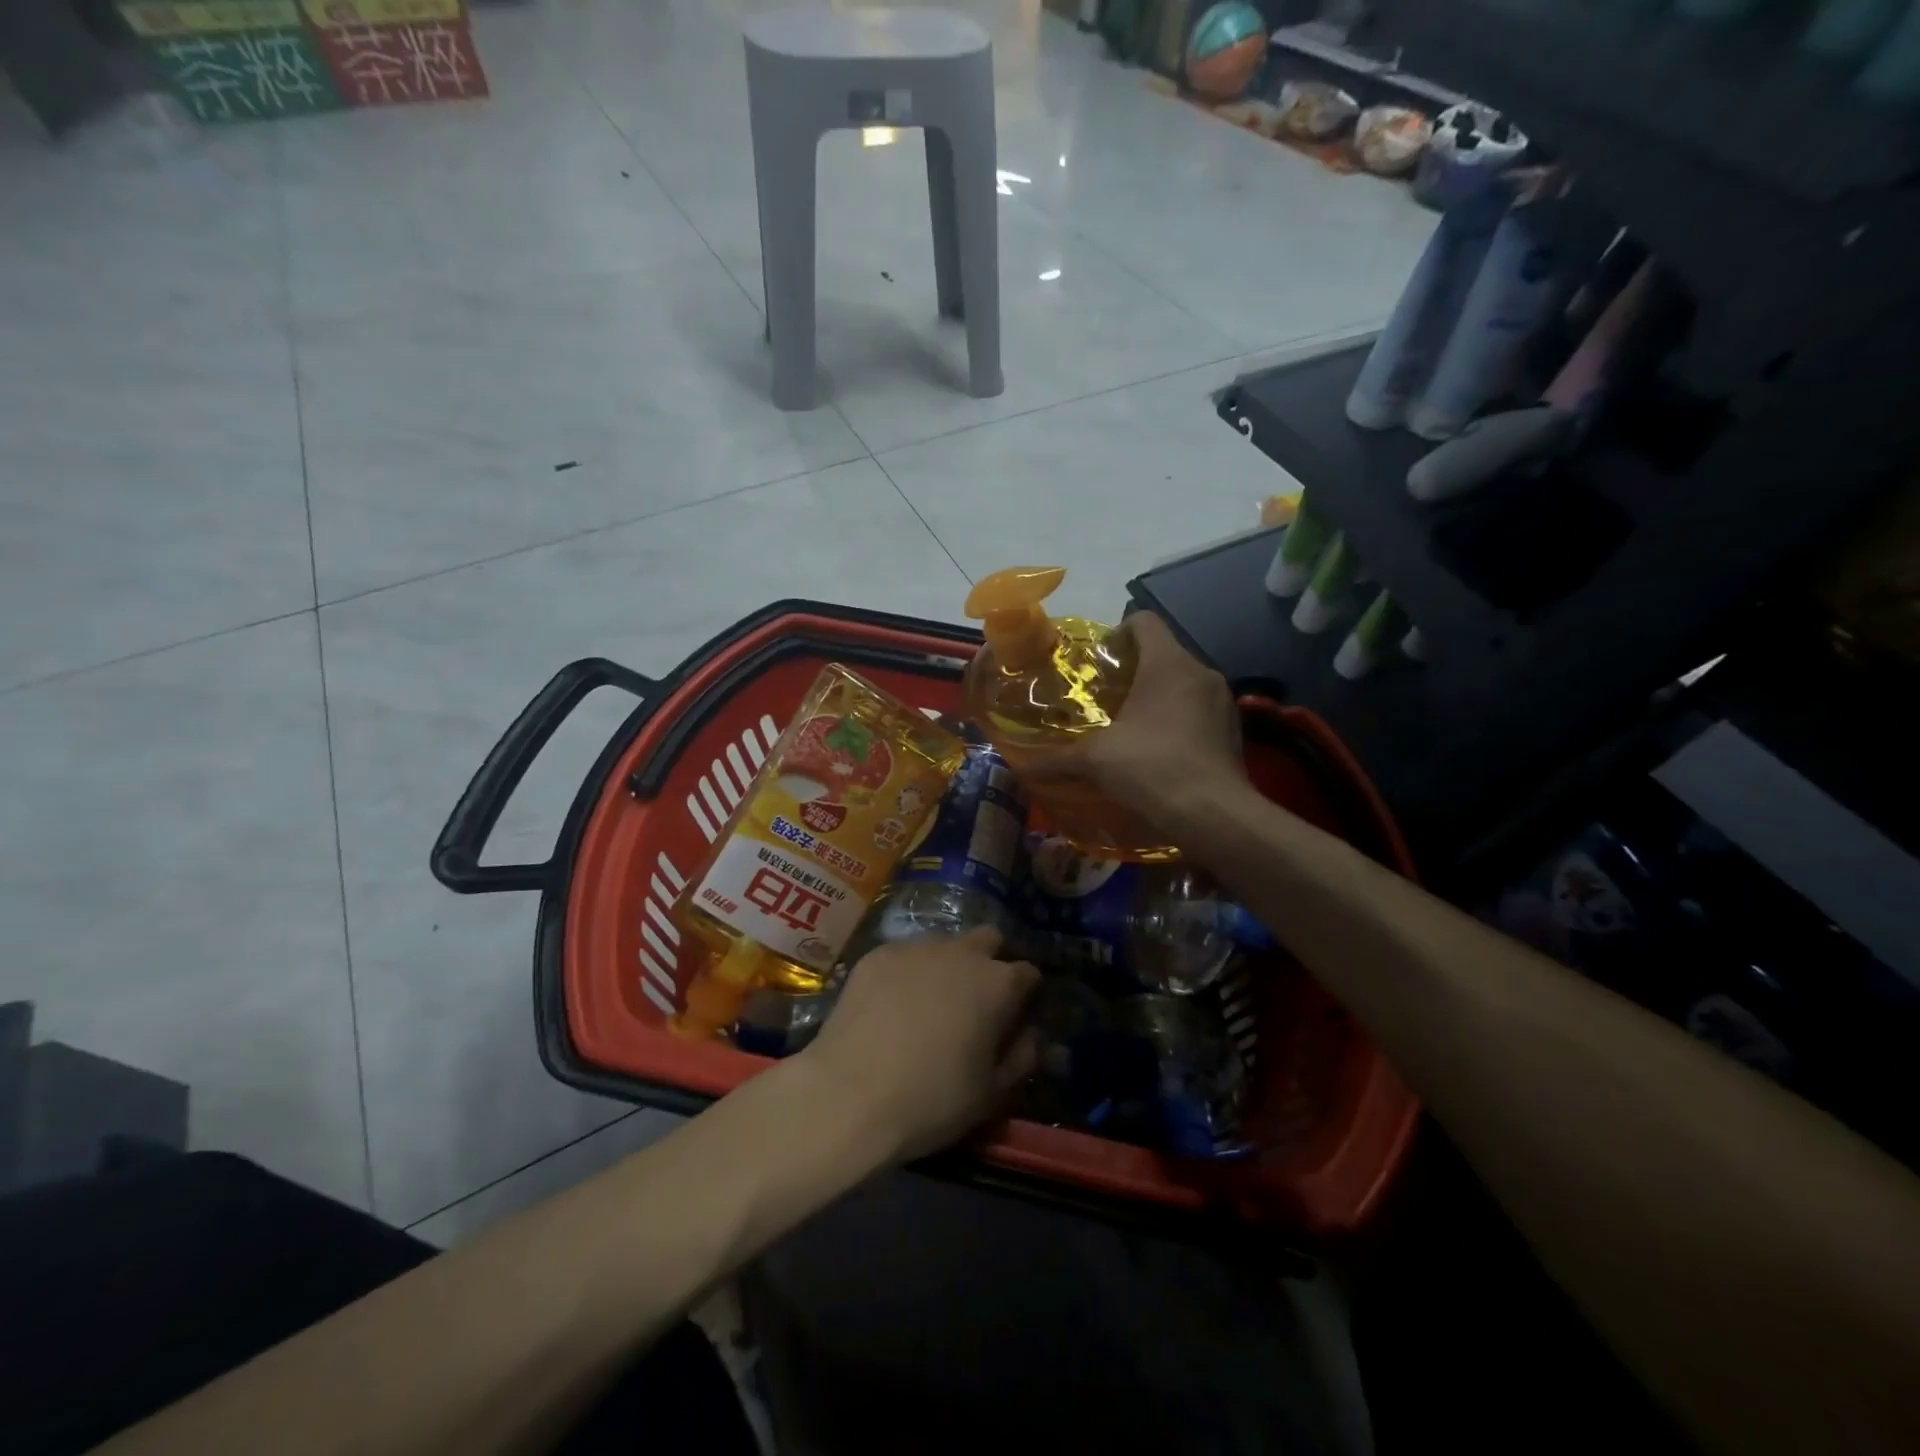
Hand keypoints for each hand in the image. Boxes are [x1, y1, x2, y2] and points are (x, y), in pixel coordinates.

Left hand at [797, 927, 1039, 1162]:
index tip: (1014, 1016)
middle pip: (988, 939)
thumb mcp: (991, 1094)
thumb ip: (1021, 1058)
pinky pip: (904, 954)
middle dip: (988, 961)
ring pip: (944, 943)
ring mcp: (916, 947)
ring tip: (928, 1002)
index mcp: (998, 984)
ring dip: (946, 964)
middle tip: (973, 1001)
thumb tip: (1030, 1035)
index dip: (1025, 994)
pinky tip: (891, 1004)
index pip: (1029, 972)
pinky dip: (907, 972)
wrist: (849, 1095)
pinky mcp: (878, 953)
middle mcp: (962, 952)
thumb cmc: (932, 1100)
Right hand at [1022, 612, 1249, 836]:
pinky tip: (1157, 750)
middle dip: (1132, 672)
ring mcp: (1222, 701)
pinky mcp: (1233, 730)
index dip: (1117, 634)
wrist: (1214, 816)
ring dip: (1156, 697)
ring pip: (1182, 683)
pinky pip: (1198, 710)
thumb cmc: (1152, 769)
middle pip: (1162, 653)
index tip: (1098, 664)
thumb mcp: (1096, 761)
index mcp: (1168, 663)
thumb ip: (1056, 758)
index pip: (1144, 621)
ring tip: (1128, 726)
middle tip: (1104, 699)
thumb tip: (1020, 765)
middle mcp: (1201, 672)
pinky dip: (1177, 720)